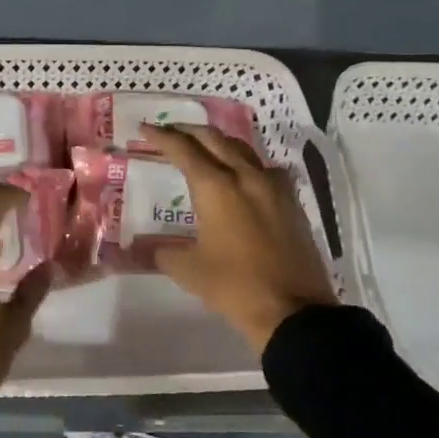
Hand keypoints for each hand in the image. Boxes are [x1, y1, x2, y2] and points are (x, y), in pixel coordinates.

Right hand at [140, 124, 337, 351]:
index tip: (144, 127)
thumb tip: (144, 249)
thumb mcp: (188, 271)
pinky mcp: (292, 202)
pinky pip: (265, 169)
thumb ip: (162, 252)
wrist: (294, 310)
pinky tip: (242, 176)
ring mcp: (274, 187)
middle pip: (215, 139)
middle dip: (189, 130)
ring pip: (243, 149)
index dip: (161, 136)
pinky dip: (246, 163)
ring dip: (219, 142)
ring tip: (203, 147)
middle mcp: (246, 177)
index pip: (184, 149)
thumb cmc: (234, 287)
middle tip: (170, 131)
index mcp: (216, 187)